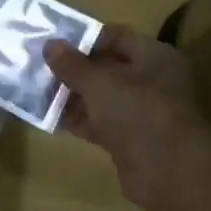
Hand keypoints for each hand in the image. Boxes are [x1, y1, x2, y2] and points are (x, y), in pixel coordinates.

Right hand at [45, 26, 210, 210]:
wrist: (171, 175)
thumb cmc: (139, 112)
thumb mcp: (99, 83)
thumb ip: (72, 64)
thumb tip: (49, 44)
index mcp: (155, 57)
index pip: (117, 36)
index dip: (86, 37)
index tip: (55, 41)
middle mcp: (153, 81)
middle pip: (107, 68)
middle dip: (75, 68)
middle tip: (40, 65)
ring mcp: (143, 113)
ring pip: (102, 97)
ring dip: (73, 96)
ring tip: (38, 90)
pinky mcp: (132, 140)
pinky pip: (100, 123)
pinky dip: (79, 120)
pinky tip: (50, 117)